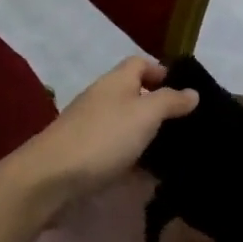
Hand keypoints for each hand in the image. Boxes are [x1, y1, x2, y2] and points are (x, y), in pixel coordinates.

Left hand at [0, 57, 196, 215]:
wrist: (50, 178)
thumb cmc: (103, 138)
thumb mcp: (145, 114)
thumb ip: (170, 101)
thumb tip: (192, 91)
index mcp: (116, 81)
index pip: (140, 63)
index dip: (162, 72)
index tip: (184, 92)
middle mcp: (102, 98)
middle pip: (134, 94)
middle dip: (158, 108)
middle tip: (186, 127)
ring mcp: (90, 126)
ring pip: (125, 124)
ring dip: (146, 135)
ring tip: (173, 153)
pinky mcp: (84, 154)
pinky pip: (115, 150)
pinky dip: (132, 158)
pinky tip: (147, 175)